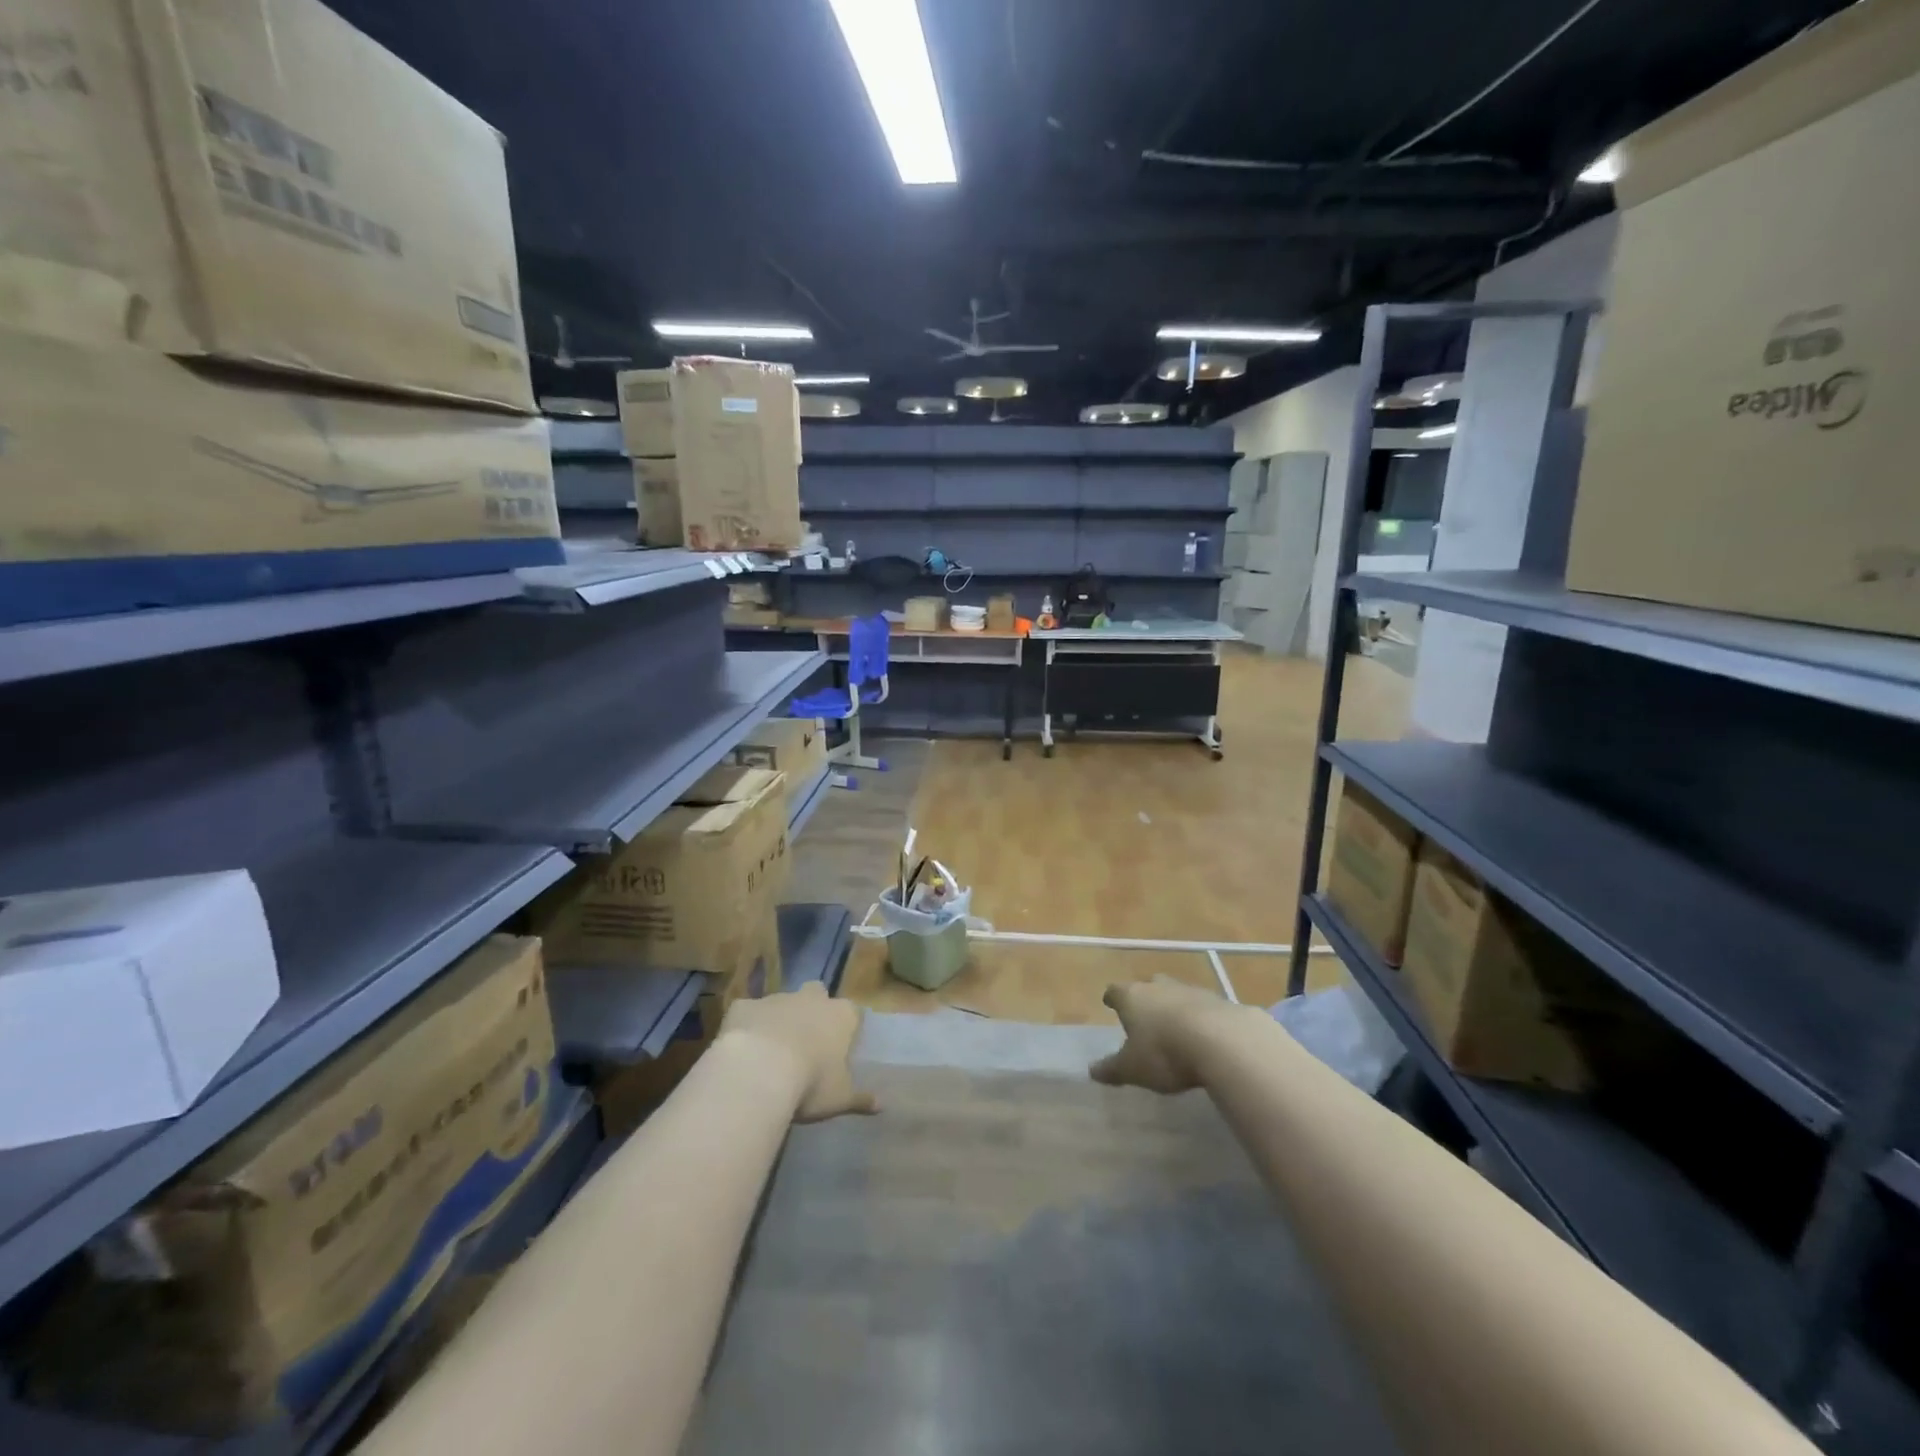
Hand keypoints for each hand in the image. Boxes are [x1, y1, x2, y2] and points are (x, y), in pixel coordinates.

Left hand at [719, 982, 879, 1122]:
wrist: (758, 1070)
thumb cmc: (810, 1083)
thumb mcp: (840, 1098)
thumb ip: (860, 1099)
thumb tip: (881, 1106)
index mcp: (841, 1016)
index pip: (852, 1012)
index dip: (846, 1027)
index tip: (840, 1046)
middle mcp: (811, 999)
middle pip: (817, 993)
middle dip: (813, 1008)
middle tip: (806, 1038)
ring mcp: (776, 999)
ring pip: (781, 1002)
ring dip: (779, 1019)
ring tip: (770, 1050)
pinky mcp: (744, 1006)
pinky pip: (748, 1012)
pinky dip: (747, 1025)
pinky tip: (740, 1048)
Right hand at [1090, 976, 1250, 1094]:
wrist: (1223, 1041)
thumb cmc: (1164, 1053)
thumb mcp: (1133, 1069)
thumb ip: (1112, 1069)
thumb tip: (1091, 1070)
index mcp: (1132, 997)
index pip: (1115, 991)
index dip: (1112, 998)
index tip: (1110, 1003)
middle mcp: (1159, 986)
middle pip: (1148, 985)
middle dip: (1146, 998)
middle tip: (1145, 1015)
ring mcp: (1190, 990)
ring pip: (1176, 993)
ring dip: (1174, 1007)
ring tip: (1175, 1028)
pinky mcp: (1219, 1001)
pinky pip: (1203, 1007)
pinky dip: (1200, 1017)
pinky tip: (1204, 1036)